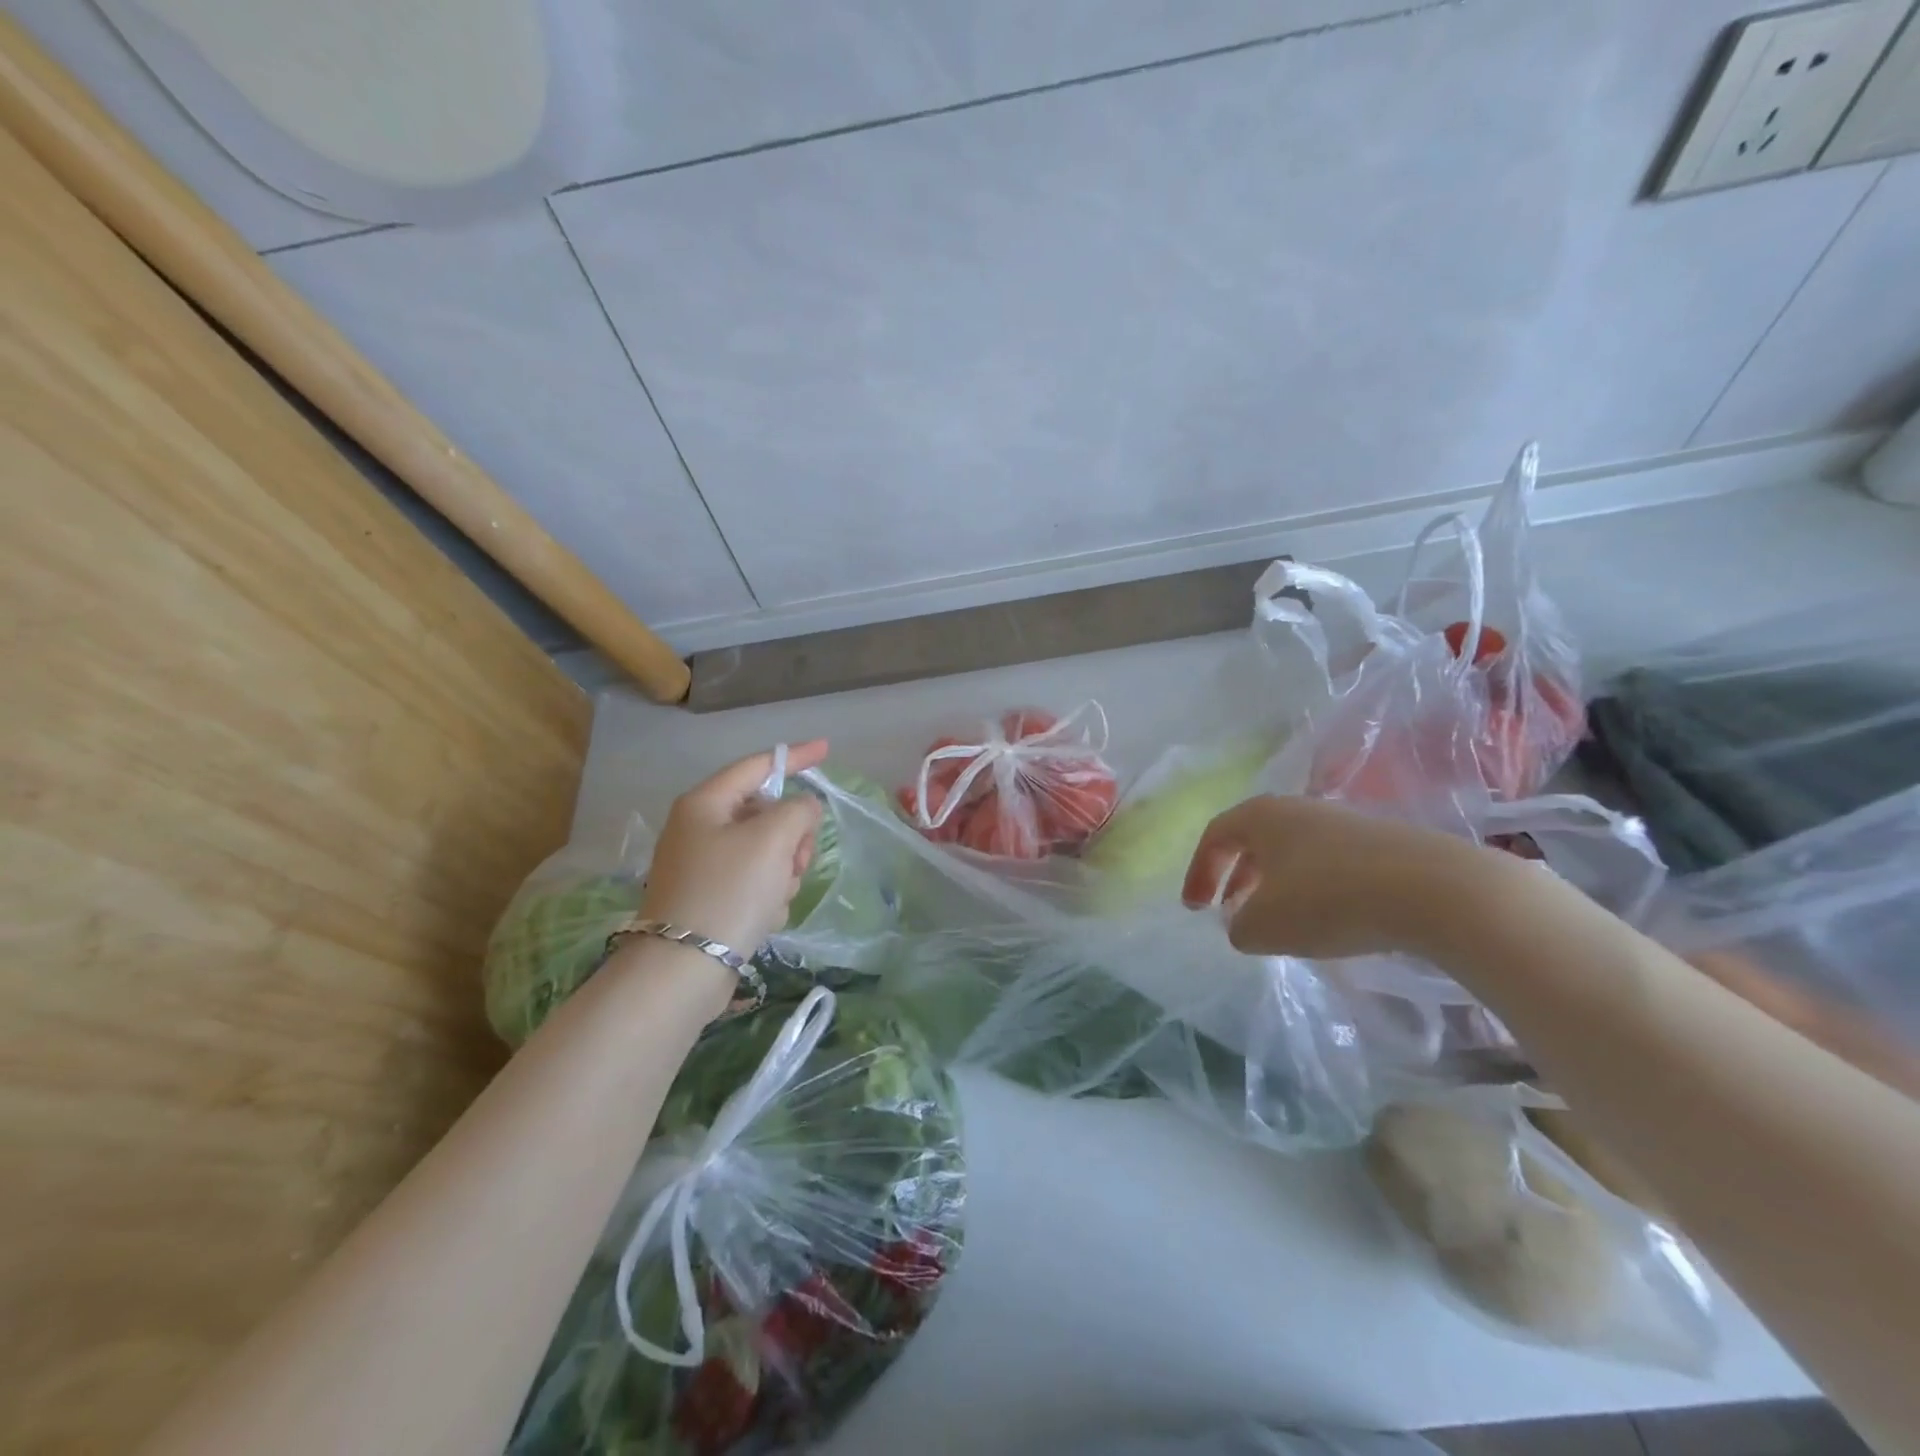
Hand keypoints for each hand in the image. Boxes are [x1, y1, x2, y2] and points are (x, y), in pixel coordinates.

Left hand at [639, 741, 828, 953]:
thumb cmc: (729, 891)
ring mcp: (703, 866)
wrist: (684, 969)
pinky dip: (767, 895)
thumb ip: (798, 810)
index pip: (757, 766)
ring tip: (777, 896)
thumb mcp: (772, 839)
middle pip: (766, 814)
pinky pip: (754, 882)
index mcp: (706, 803)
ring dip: (783, 871)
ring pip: (766, 851)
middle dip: (792, 836)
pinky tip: (764, 917)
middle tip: (799, 860)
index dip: (794, 757)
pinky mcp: (710, 899)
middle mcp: (699, 829)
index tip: (826, 749)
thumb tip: (803, 810)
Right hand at [1182, 794, 1482, 959]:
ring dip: (1277, 885)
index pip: (1215, 836)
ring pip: (1294, 852)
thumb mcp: (1264, 926)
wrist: (1436, 890)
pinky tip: (1330, 921)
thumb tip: (1244, 924)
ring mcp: (1345, 823)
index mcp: (1262, 816)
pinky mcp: (1384, 844)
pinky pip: (1331, 864)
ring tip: (1280, 921)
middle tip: (1230, 911)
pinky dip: (1316, 889)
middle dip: (1237, 877)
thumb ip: (1238, 927)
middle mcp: (1300, 810)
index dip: (1198, 872)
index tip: (1194, 908)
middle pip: (1255, 839)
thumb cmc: (1328, 900)